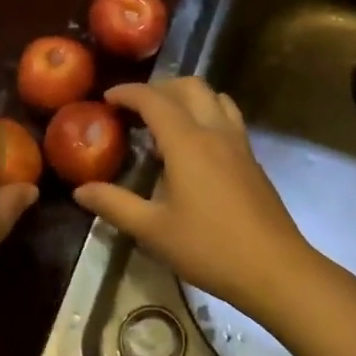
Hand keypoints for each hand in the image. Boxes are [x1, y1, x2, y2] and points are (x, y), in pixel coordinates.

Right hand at [73, 78, 316, 318]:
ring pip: (214, 97)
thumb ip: (114, 204)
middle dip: (158, 88)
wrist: (274, 268)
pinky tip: (194, 146)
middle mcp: (215, 131)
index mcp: (187, 142)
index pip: (154, 99)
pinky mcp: (252, 159)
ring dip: (186, 97)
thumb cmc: (209, 248)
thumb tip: (80, 191)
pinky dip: (206, 113)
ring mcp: (239, 143)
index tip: (106, 99)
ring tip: (165, 121)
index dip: (128, 93)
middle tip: (134, 109)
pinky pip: (228, 117)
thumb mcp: (153, 230)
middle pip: (189, 87)